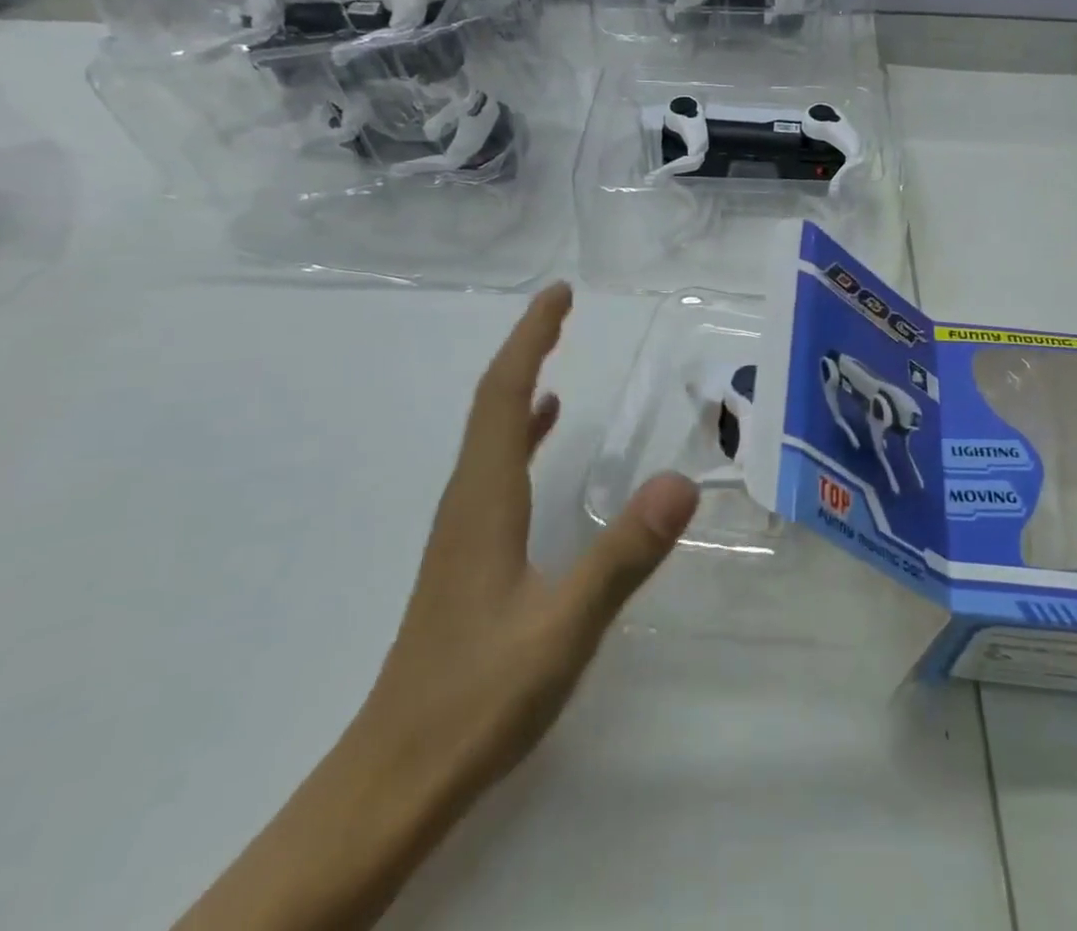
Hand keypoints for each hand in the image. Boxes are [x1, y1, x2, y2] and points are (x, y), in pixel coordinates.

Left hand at [363, 281, 701, 789]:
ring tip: (558, 360)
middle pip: (492, 404)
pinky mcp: (469, 557)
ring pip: (491, 436)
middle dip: (527, 349)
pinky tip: (543, 439)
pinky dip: (521, 435)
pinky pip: (496, 470)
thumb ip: (623, 555)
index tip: (559, 294)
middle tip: (563, 310)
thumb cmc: (476, 699)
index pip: (503, 396)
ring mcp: (464, 530)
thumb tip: (683, 481)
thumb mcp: (563, 627)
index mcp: (484, 499)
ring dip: (521, 388)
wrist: (393, 782)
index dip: (530, 339)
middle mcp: (467, 500)